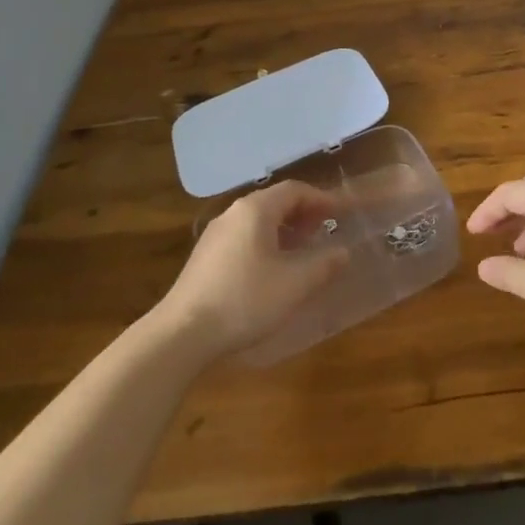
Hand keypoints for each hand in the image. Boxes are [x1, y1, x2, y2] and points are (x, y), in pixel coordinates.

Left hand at [157, 180, 349, 360]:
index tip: (343, 213)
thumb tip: (343, 251)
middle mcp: (234, 213)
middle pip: (276, 202)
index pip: (296, 190)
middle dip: (304, 213)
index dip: (322, 199)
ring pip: (258, 221)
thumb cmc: (245, 300)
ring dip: (285, 229)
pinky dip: (267, 242)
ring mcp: (216, 234)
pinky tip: (273, 270)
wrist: (182, 334)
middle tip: (326, 230)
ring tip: (304, 250)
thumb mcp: (295, 284)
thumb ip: (324, 264)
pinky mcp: (205, 257)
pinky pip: (244, 237)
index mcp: (256, 210)